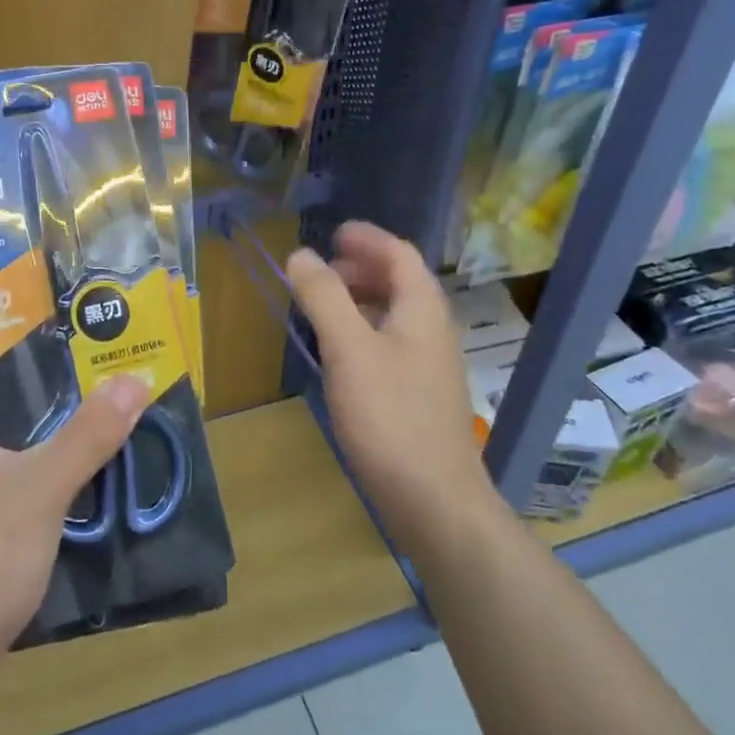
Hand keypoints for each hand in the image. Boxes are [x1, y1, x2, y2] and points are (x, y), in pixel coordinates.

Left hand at [0, 327, 147, 665]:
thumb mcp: (41, 487)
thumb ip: (89, 435)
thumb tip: (134, 380)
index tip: (37, 307)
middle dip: (27, 364)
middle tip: (78, 346)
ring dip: (36, 410)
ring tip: (87, 390)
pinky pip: (4, 463)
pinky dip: (36, 449)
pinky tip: (76, 454)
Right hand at [287, 222, 495, 554]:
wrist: (435, 500)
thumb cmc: (390, 416)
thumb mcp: (348, 349)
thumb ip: (324, 297)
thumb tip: (300, 254)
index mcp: (422, 309)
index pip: (400, 254)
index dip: (367, 238)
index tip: (334, 233)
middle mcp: (433, 330)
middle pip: (401, 281)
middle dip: (362, 267)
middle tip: (322, 270)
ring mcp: (431, 365)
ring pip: (397, 313)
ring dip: (362, 298)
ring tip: (324, 305)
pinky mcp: (422, 394)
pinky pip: (393, 341)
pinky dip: (365, 329)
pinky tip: (342, 353)